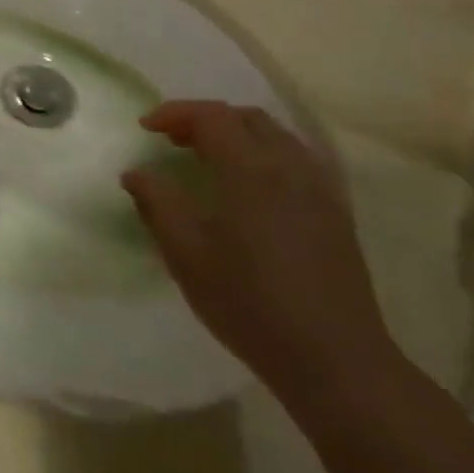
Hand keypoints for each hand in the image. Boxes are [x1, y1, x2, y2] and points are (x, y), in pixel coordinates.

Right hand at [122, 101, 393, 400]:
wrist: (333, 359)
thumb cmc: (248, 303)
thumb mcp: (186, 255)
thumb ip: (157, 203)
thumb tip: (136, 173)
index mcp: (251, 171)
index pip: (211, 117)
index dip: (175, 113)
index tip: (145, 128)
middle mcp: (290, 167)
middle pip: (247, 118)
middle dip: (206, 119)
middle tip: (174, 140)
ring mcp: (320, 190)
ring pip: (278, 136)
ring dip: (238, 134)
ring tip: (209, 158)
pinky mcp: (337, 214)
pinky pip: (299, 160)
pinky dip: (267, 154)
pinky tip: (252, 185)